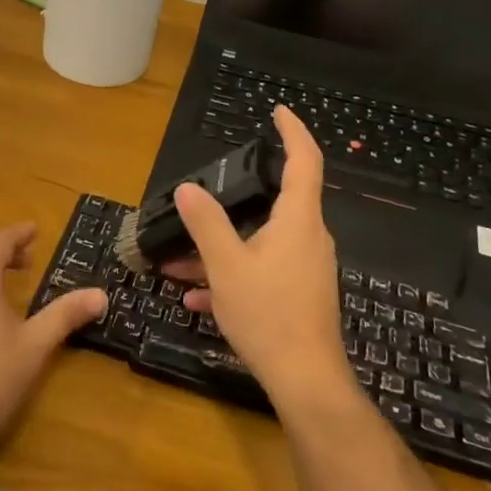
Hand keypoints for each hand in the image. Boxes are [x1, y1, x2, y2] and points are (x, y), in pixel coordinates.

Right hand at [167, 105, 349, 402]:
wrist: (304, 378)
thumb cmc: (268, 313)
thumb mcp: (226, 265)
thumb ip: (206, 224)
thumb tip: (188, 189)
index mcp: (298, 221)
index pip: (305, 161)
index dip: (293, 131)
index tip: (277, 111)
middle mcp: (309, 238)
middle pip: (275, 204)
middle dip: (233, 204)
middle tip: (201, 202)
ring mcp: (307, 268)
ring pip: (261, 243)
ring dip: (222, 248)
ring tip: (181, 264)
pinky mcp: (301, 294)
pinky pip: (264, 271)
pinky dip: (234, 276)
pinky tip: (198, 299)